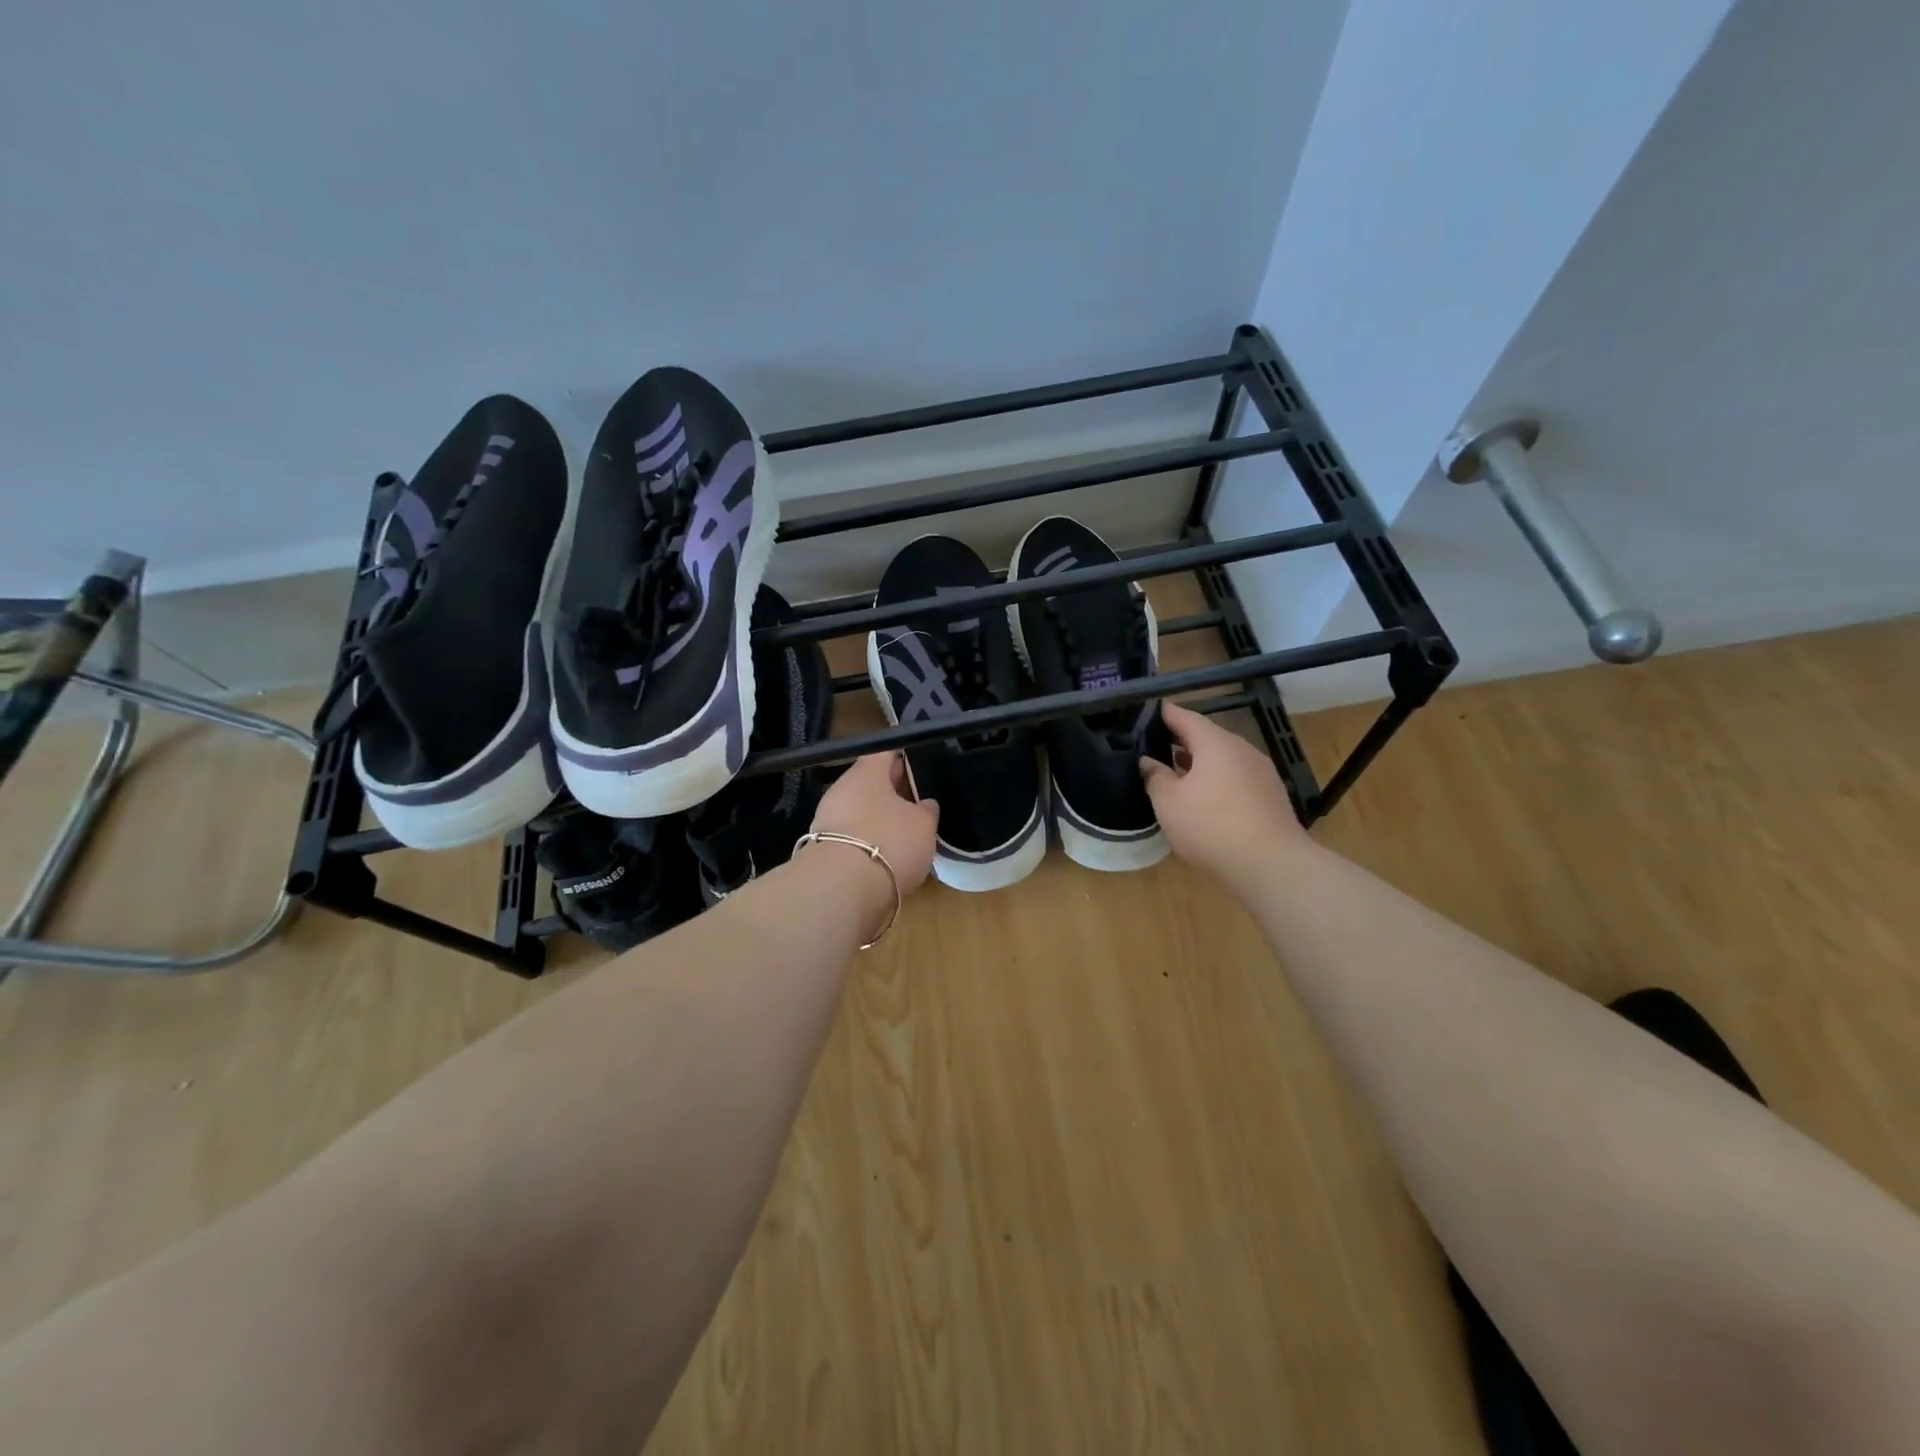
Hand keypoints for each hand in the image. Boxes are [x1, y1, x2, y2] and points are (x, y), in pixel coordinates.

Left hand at [809, 752, 939, 895]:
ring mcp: (829, 819)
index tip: (920, 760)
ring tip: (907, 832)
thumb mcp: (923, 825)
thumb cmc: (889, 841)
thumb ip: (926, 810)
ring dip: (881, 818)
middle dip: (893, 789)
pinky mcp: (825, 849)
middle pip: (871, 782)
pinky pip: (854, 837)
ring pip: (861, 810)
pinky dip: (870, 842)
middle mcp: (843, 789)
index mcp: (867, 772)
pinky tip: (888, 854)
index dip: (903, 754)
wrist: (842, 889)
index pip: (885, 751)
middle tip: (919, 798)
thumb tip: (924, 804)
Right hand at [1141, 701, 1308, 893]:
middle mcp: (1242, 749)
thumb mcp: (1169, 802)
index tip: (1151, 710)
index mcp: (1215, 743)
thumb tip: (1148, 761)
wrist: (1270, 863)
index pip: (1186, 717)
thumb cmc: (1211, 825)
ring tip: (1176, 773)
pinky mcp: (1271, 796)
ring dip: (1200, 763)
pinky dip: (1217, 781)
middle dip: (1182, 740)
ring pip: (1223, 759)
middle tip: (1157, 744)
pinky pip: (1236, 778)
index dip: (1167, 714)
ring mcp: (1261, 772)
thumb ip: (1155, 777)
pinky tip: (1204, 799)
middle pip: (1208, 737)